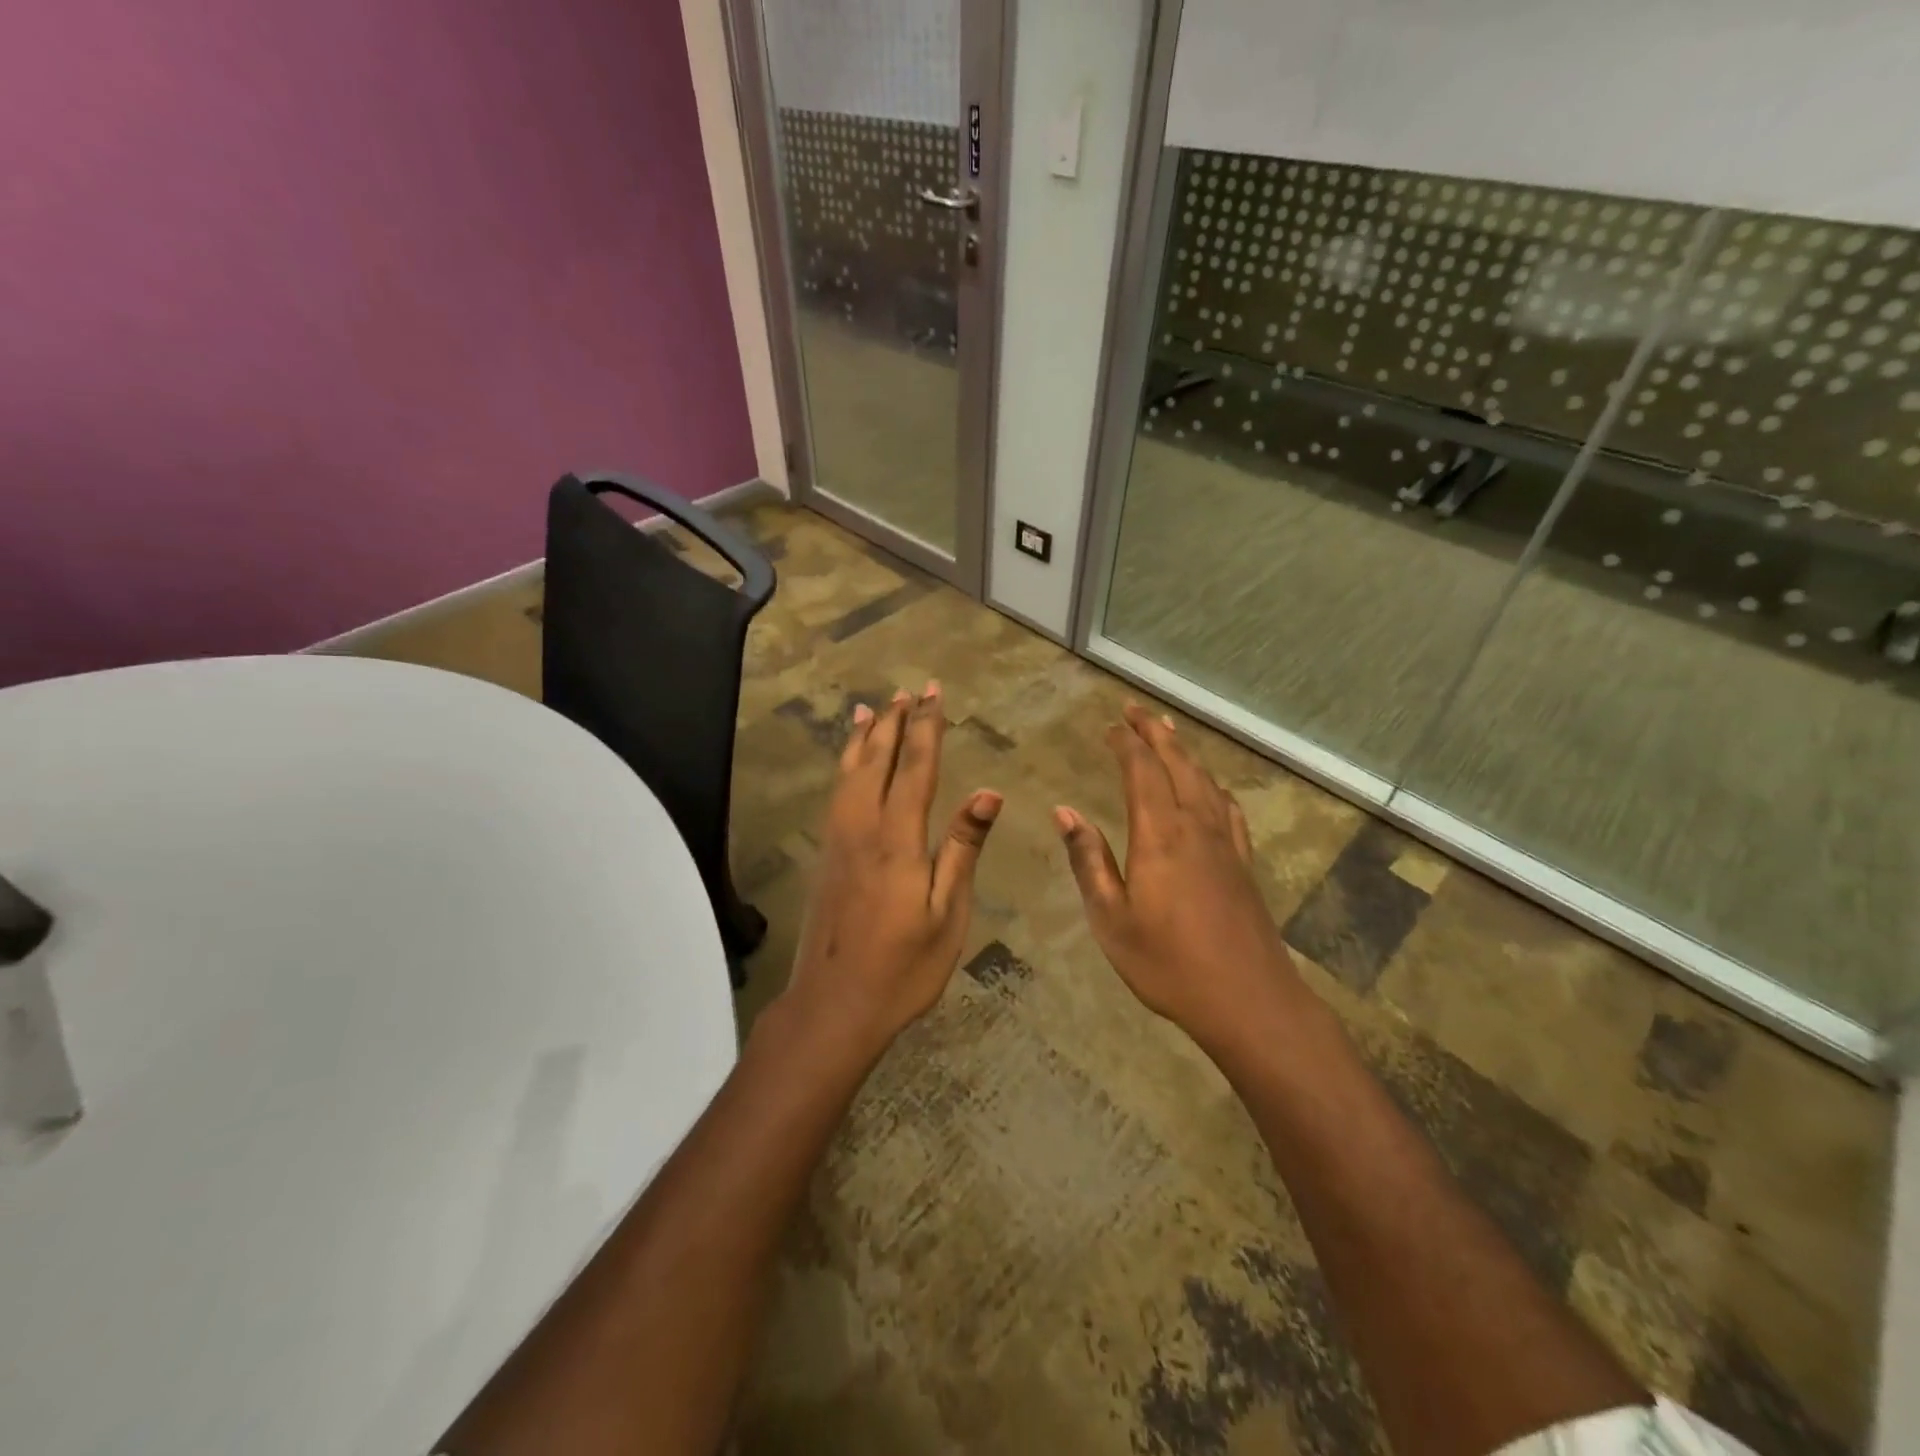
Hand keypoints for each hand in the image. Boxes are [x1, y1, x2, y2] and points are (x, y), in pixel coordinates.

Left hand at [783, 682, 1001, 1056]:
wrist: (834, 1005)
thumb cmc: (903, 967)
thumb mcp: (947, 913)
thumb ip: (962, 847)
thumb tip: (988, 792)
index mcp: (898, 838)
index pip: (916, 768)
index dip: (927, 728)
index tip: (934, 693)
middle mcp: (863, 828)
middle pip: (878, 761)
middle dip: (896, 722)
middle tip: (909, 690)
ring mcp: (838, 841)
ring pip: (849, 773)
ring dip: (864, 738)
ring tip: (873, 708)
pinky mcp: (826, 856)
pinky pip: (836, 793)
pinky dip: (845, 766)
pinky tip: (850, 765)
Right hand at [1054, 704, 1299, 1053]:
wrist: (1248, 1000)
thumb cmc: (1167, 963)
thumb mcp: (1111, 918)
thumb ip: (1088, 860)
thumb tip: (1065, 811)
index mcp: (1159, 834)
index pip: (1141, 771)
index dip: (1125, 743)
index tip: (1109, 726)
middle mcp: (1194, 826)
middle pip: (1177, 764)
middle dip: (1155, 733)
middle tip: (1136, 710)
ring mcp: (1224, 844)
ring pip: (1204, 780)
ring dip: (1184, 752)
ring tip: (1169, 733)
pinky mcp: (1243, 864)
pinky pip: (1228, 809)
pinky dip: (1214, 787)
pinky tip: (1212, 789)